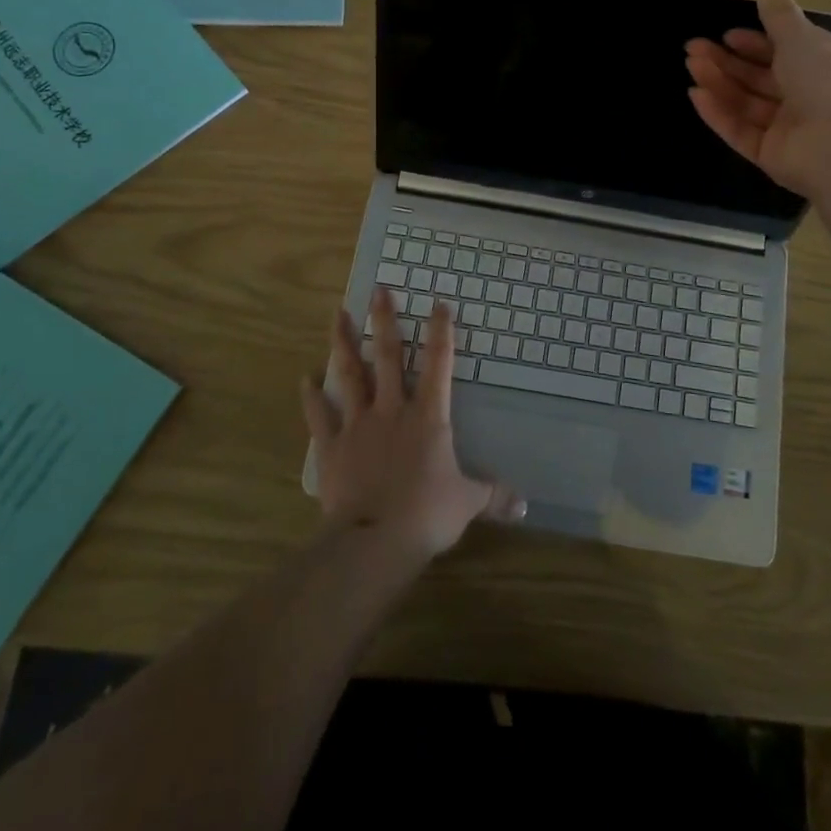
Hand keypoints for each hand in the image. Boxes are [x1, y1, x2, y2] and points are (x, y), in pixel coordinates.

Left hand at [302, 290, 524, 561]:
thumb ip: (493, 495)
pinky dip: (312, 397)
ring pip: (350, 375)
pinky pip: (320, 417)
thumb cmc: (427, 513)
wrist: (375, 539)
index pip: (439, 363)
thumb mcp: (468, 502)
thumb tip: (524, 503)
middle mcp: (392, 409)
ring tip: (337, 314)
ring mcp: (358, 425)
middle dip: (384, 321)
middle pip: (388, 356)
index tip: (438, 302)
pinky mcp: (332, 447)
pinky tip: (306, 379)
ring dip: (343, 343)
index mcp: (429, 416)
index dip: (440, 331)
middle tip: (379, 290)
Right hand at [685, 0, 830, 196]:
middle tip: (692, 49)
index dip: (754, 43)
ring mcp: (789, 129)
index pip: (785, 51)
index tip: (727, 35)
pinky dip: (719, 113)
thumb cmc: (828, 80)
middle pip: (760, 77)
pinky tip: (696, 95)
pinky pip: (741, 131)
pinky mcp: (771, 155)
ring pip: (747, 103)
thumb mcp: (801, 36)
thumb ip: (778, 12)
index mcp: (825, 65)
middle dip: (727, 62)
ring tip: (690, 65)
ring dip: (718, 82)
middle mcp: (809, 97)